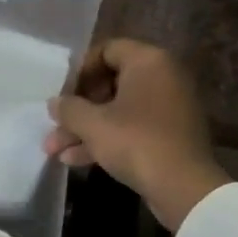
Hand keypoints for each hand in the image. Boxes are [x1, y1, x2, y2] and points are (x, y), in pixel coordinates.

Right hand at [43, 39, 227, 229]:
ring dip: (86, 129)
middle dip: (78, 109)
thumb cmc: (135, 142)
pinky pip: (132, 128)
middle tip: (54, 126)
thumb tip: (55, 103)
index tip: (61, 94)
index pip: (107, 50)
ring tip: (54, 150)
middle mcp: (163, 77)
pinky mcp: (169, 135)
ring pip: (118, 111)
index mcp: (149, 61)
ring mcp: (168, 107)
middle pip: (110, 84)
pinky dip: (106, 140)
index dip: (79, 70)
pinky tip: (75, 160)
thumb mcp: (93, 124)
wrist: (182, 186)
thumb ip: (69, 109)